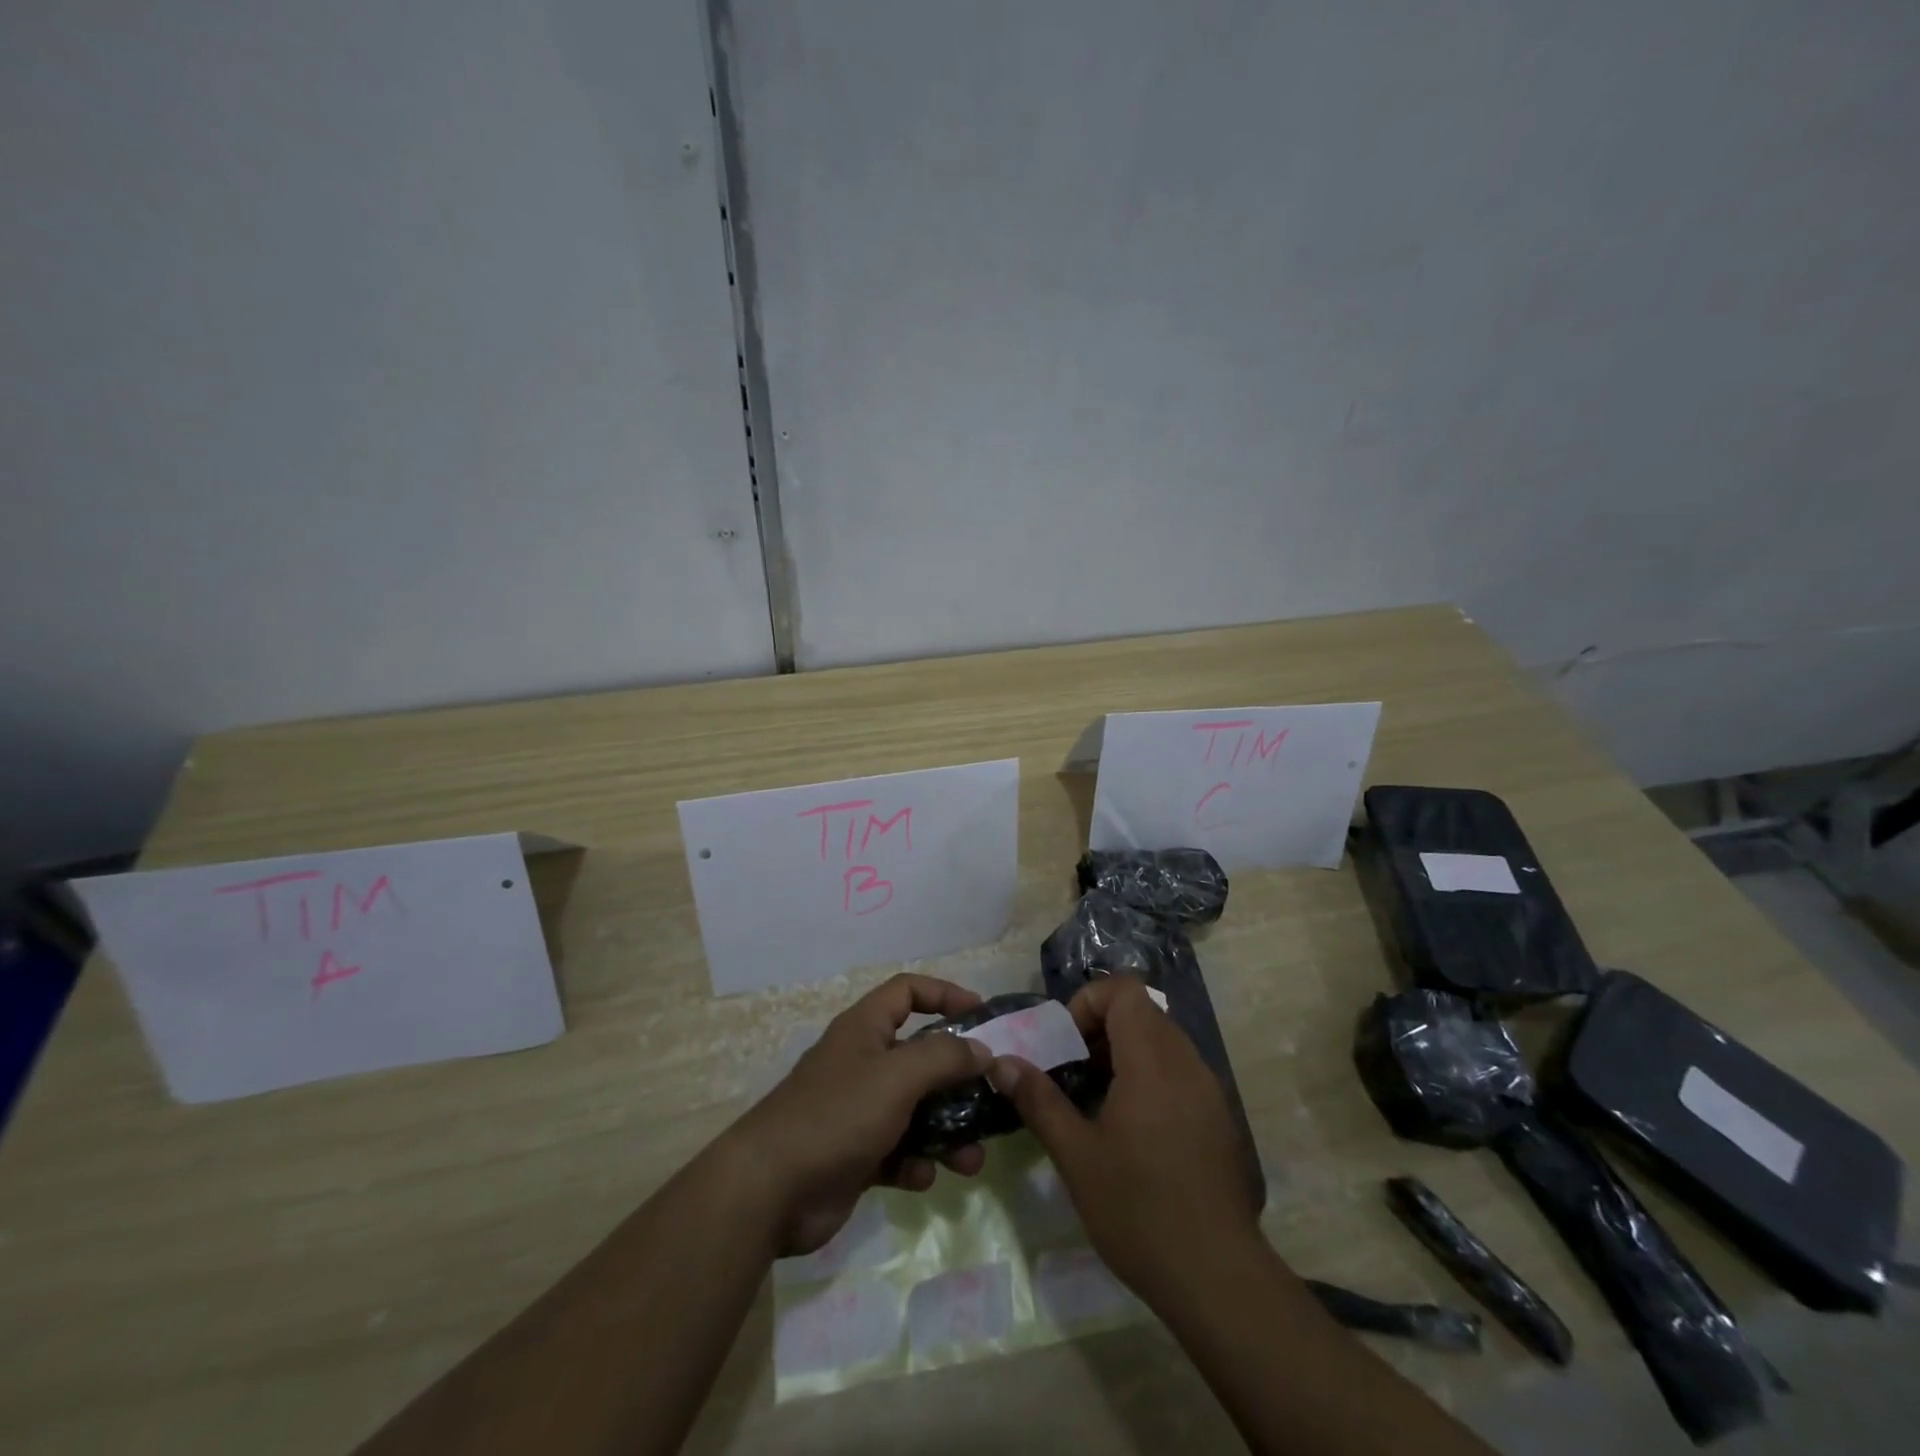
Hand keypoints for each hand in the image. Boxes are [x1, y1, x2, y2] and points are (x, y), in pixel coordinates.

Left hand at [726, 973, 994, 1256]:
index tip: (982, 1015)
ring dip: (947, 1131)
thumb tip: (981, 1050)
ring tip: (973, 1160)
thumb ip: (944, 1057)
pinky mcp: (855, 1155)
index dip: (945, 993)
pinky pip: (898, 1151)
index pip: (907, 992)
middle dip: (957, 1079)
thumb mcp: (897, 1076)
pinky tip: (924, 1177)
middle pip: (920, 1056)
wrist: (770, 1191)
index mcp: (865, 1029)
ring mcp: (858, 1111)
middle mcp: (862, 1063)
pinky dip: (915, 1162)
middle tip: (991, 1098)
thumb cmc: (837, 1115)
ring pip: (916, 1110)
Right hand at [990, 977, 1263, 1308]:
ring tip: (1097, 1098)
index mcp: (1152, 1061)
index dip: (1089, 1001)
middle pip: (1143, 1011)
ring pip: (1162, 1040)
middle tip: (1074, 1070)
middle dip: (1102, 1028)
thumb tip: (1001, 1063)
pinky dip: (1150, 1075)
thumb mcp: (1076, 1155)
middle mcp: (1186, 1063)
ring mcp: (1208, 1089)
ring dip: (1125, 1052)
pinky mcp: (1218, 1117)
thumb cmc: (1139, 1209)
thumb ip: (1039, 1100)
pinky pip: (1180, 1070)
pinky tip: (1131, 1127)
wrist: (1217, 1277)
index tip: (1067, 1043)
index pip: (1124, 990)